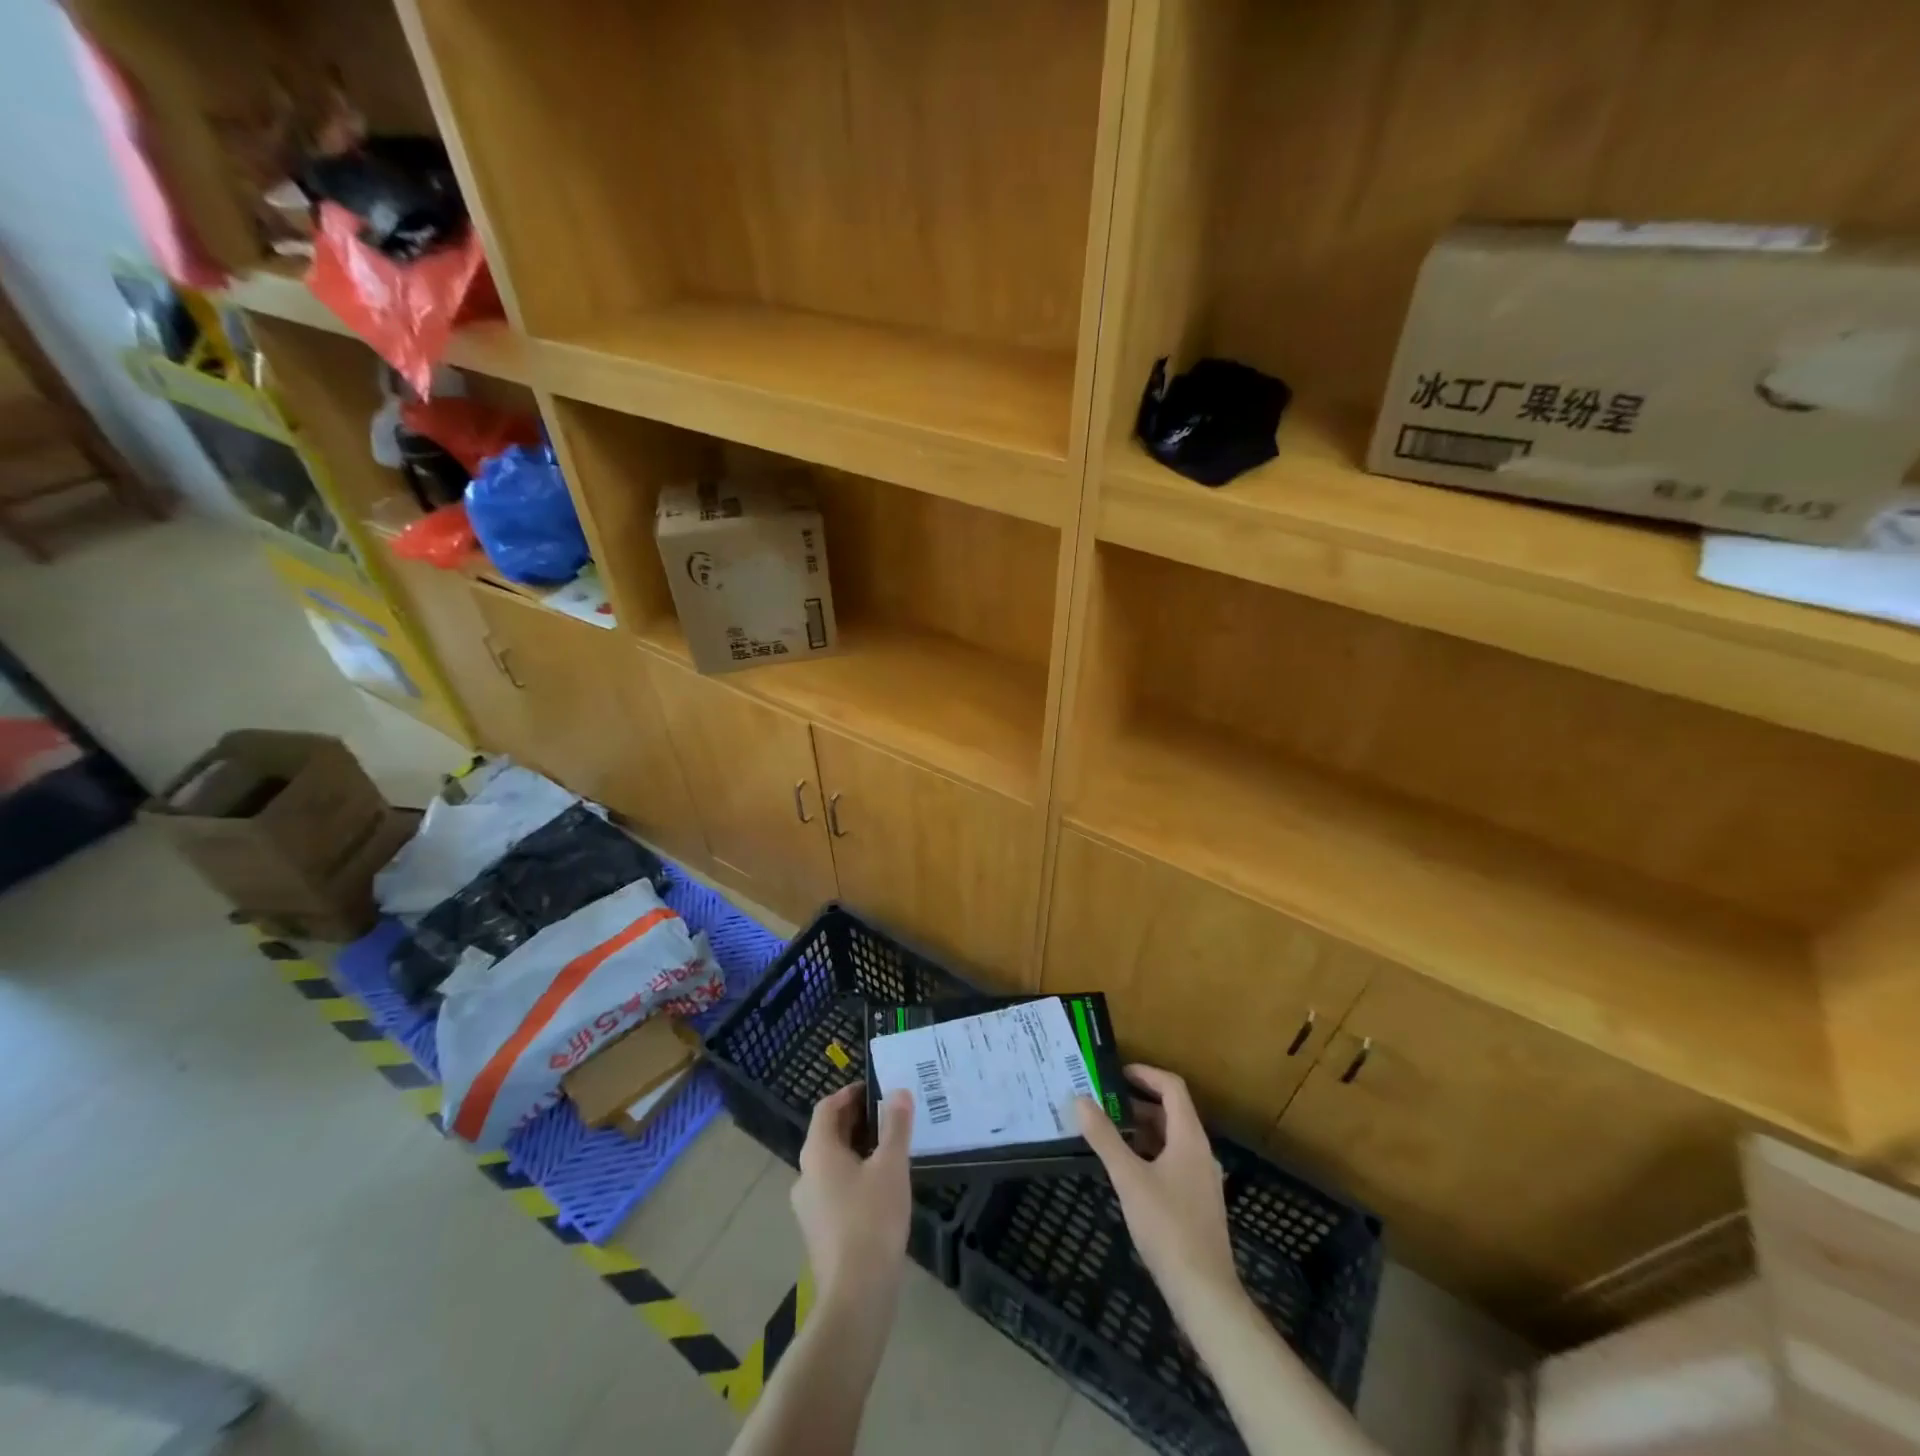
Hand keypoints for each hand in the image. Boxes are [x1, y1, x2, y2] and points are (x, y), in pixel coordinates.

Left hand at [792, 1082, 913, 1307]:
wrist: (856, 1296)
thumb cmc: (872, 1219)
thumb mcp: (891, 1166)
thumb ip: (895, 1126)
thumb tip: (898, 1092)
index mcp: (817, 1152)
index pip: (826, 1108)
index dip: (850, 1094)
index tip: (876, 1089)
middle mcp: (805, 1175)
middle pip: (828, 1134)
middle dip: (857, 1120)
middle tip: (889, 1114)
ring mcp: (809, 1206)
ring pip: (832, 1163)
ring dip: (858, 1149)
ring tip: (891, 1148)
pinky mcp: (819, 1231)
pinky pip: (835, 1189)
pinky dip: (855, 1176)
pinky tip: (882, 1187)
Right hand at [1076, 1065, 1237, 1306]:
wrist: (1204, 1292)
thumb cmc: (1167, 1227)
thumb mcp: (1129, 1178)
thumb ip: (1104, 1138)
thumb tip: (1080, 1100)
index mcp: (1190, 1138)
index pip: (1172, 1087)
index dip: (1145, 1074)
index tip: (1116, 1073)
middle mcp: (1200, 1151)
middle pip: (1171, 1111)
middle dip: (1137, 1102)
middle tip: (1103, 1102)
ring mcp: (1202, 1178)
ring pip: (1171, 1138)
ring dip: (1142, 1128)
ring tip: (1109, 1132)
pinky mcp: (1198, 1202)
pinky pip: (1173, 1161)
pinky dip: (1150, 1152)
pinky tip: (1127, 1170)